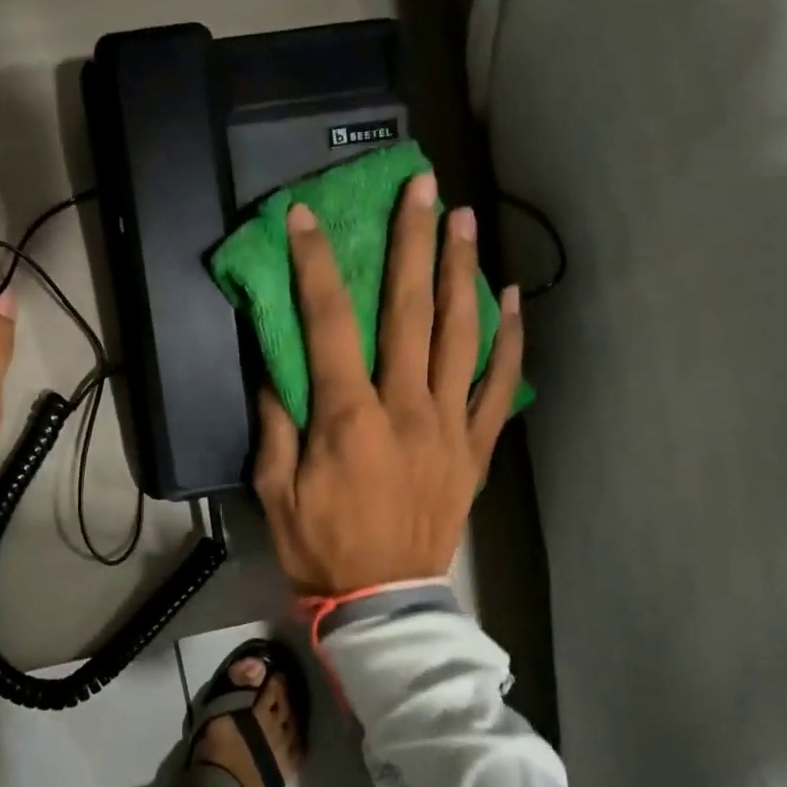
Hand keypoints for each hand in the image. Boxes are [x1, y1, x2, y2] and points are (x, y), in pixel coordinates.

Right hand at [253, 174, 523, 596]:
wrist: (383, 599)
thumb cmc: (320, 545)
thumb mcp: (275, 489)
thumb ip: (276, 424)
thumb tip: (277, 369)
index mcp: (348, 417)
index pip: (330, 322)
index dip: (315, 263)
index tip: (306, 217)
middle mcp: (405, 408)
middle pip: (412, 311)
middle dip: (412, 243)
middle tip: (420, 187)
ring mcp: (449, 426)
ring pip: (462, 335)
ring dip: (461, 272)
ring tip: (463, 219)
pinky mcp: (475, 448)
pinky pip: (500, 387)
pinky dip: (510, 340)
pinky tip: (512, 297)